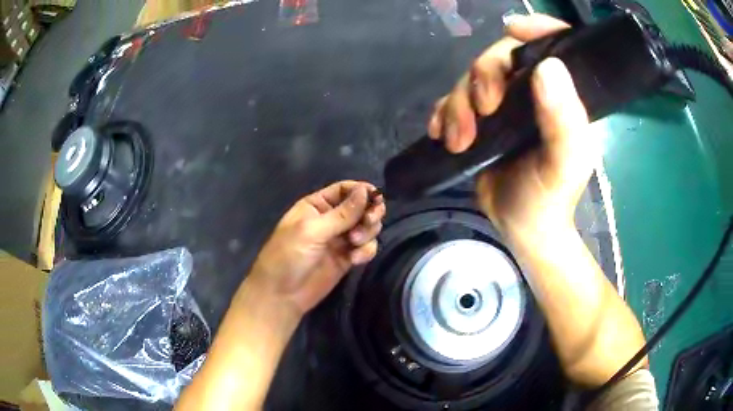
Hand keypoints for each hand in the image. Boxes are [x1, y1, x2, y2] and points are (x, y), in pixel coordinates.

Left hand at [250, 181, 385, 313]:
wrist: (281, 295)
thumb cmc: (288, 256)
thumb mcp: (312, 231)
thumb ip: (341, 213)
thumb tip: (366, 190)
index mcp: (316, 206)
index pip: (344, 189)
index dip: (361, 190)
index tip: (376, 198)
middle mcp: (330, 219)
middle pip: (360, 207)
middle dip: (369, 212)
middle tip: (369, 221)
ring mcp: (340, 240)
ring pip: (366, 227)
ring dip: (367, 232)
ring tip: (355, 242)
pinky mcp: (347, 259)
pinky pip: (366, 248)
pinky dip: (366, 251)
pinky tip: (355, 260)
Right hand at [428, 14, 598, 240]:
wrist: (521, 228)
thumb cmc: (549, 198)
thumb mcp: (564, 163)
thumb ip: (565, 120)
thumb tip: (547, 66)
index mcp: (561, 95)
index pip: (555, 44)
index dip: (537, 29)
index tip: (514, 30)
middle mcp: (533, 91)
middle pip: (502, 56)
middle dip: (484, 76)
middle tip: (482, 111)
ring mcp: (504, 104)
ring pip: (472, 79)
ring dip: (457, 104)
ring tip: (457, 141)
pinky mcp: (479, 120)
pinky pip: (452, 100)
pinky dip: (442, 113)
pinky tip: (439, 134)